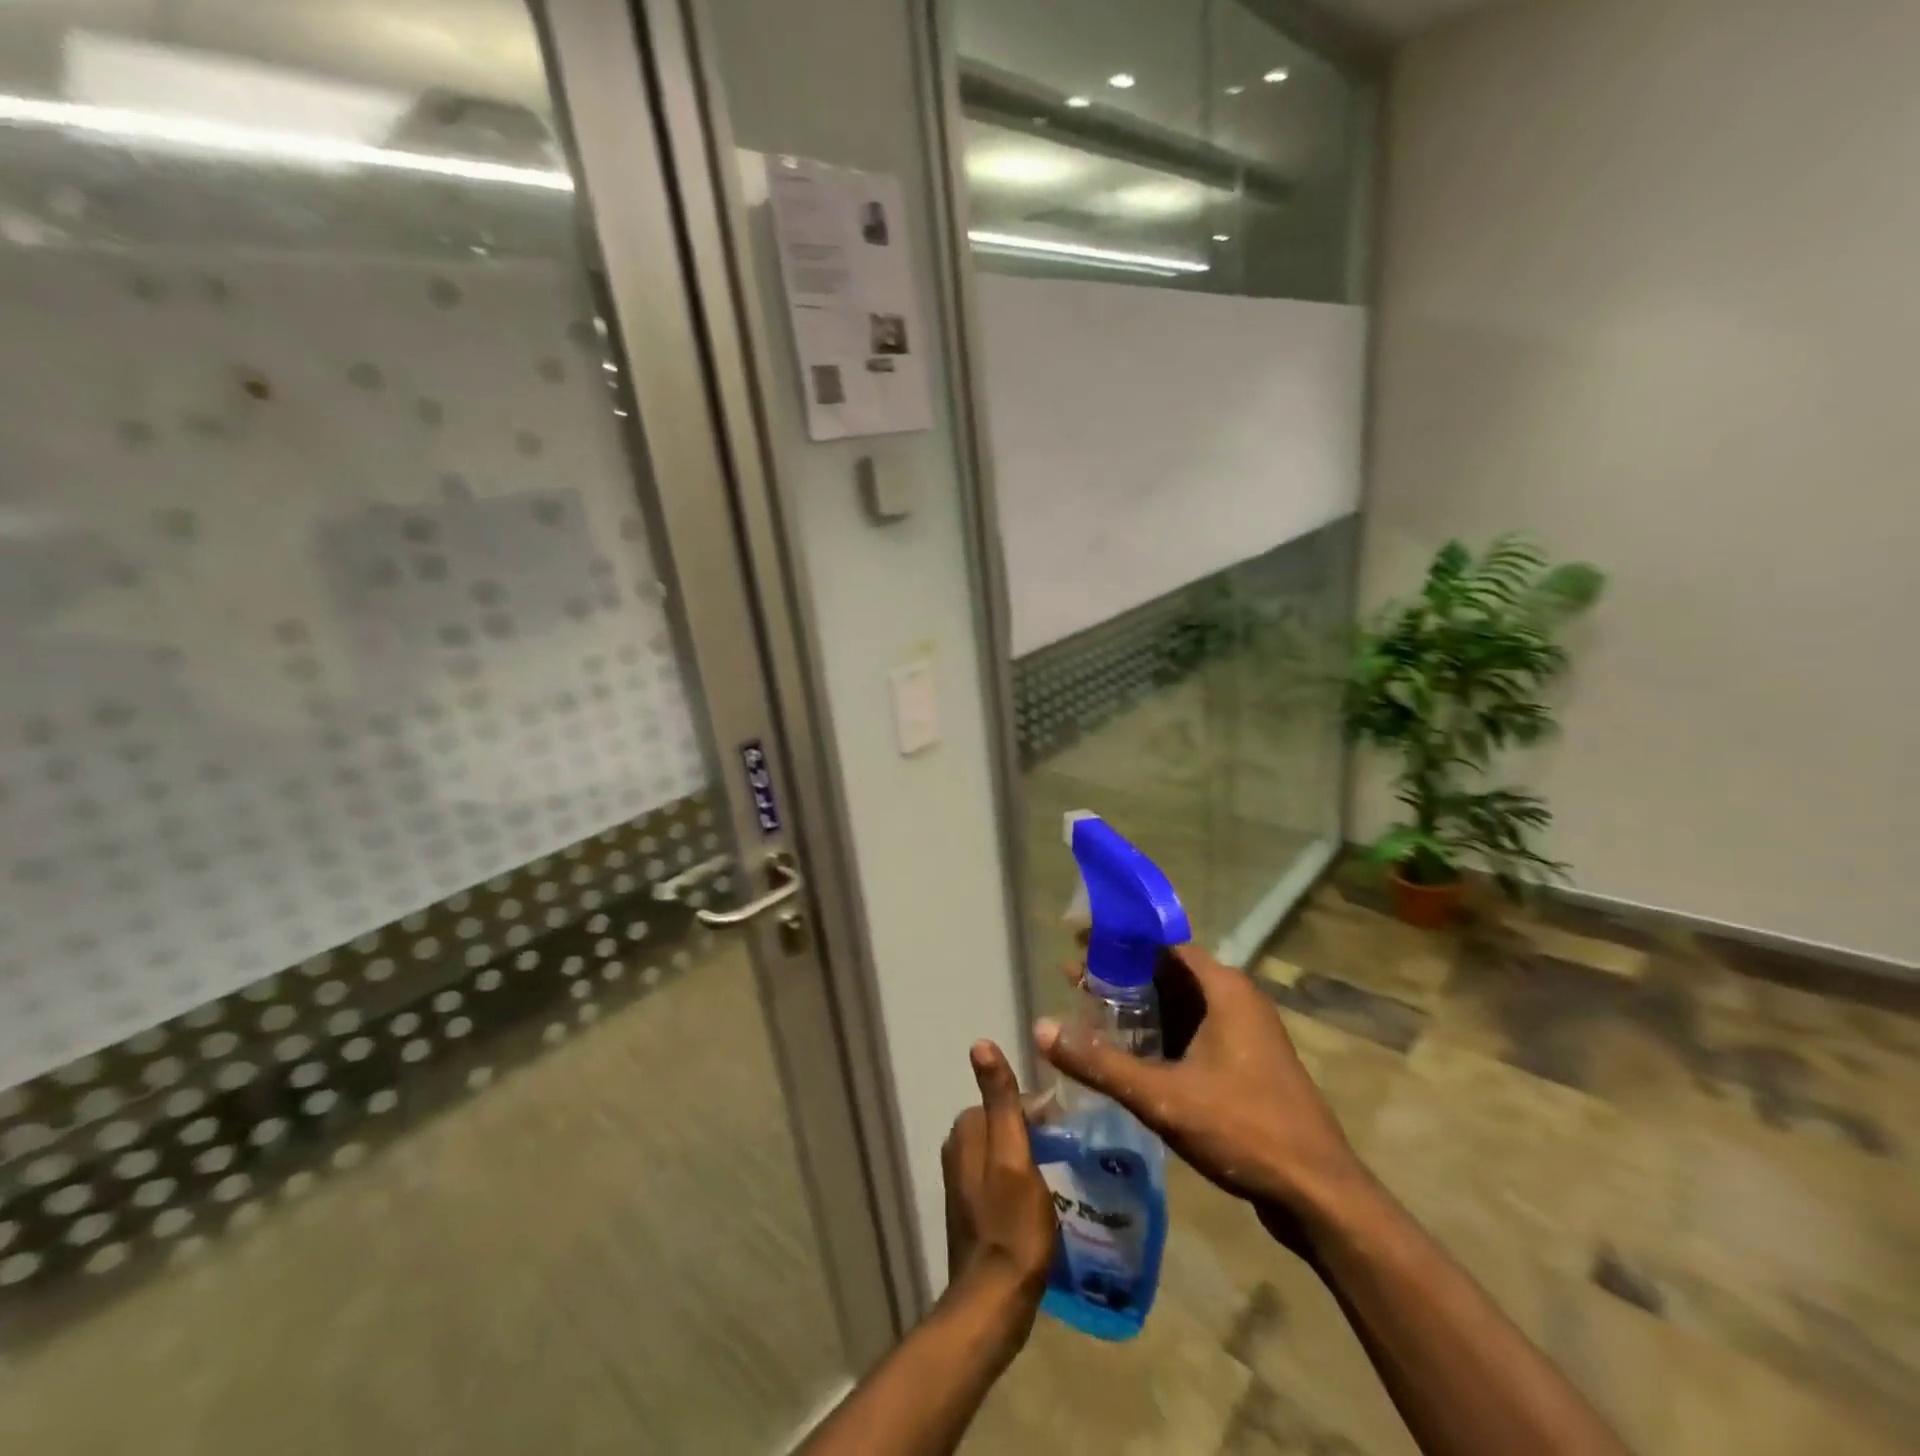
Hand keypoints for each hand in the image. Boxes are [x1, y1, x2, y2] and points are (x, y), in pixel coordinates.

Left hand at [940, 1041, 1057, 1324]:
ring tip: (1061, 1176)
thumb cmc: (1011, 1226)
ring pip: (1003, 1150)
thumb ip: (1001, 1100)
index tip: (1068, 1130)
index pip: (1007, 1100)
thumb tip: (980, 1043)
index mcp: (966, 1130)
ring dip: (1030, 1156)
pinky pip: (1000, 1176)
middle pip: (1005, 1124)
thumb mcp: (1014, 1156)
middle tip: (1069, 1154)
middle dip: (1035, 1132)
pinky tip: (1042, 1200)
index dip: (1040, 1112)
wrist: (993, 1301)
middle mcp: (958, 1148)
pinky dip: (1021, 1179)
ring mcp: (962, 1180)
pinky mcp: (972, 1208)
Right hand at [1035, 944, 1365, 1240]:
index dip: (1117, 942)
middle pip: (1168, 973)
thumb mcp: (1163, 1096)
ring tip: (1091, 1017)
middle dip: (1121, 977)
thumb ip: (1100, 1062)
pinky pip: (1194, 1032)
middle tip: (1073, 984)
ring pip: (1181, 1005)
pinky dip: (1160, 1034)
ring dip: (1139, 1009)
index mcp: (1223, 988)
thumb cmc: (1243, 1128)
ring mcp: (1244, 1032)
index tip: (1076, 945)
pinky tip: (1129, 1054)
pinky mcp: (1246, 1062)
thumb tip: (1041, 1028)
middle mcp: (1236, 998)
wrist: (1319, 1194)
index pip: (1161, 944)